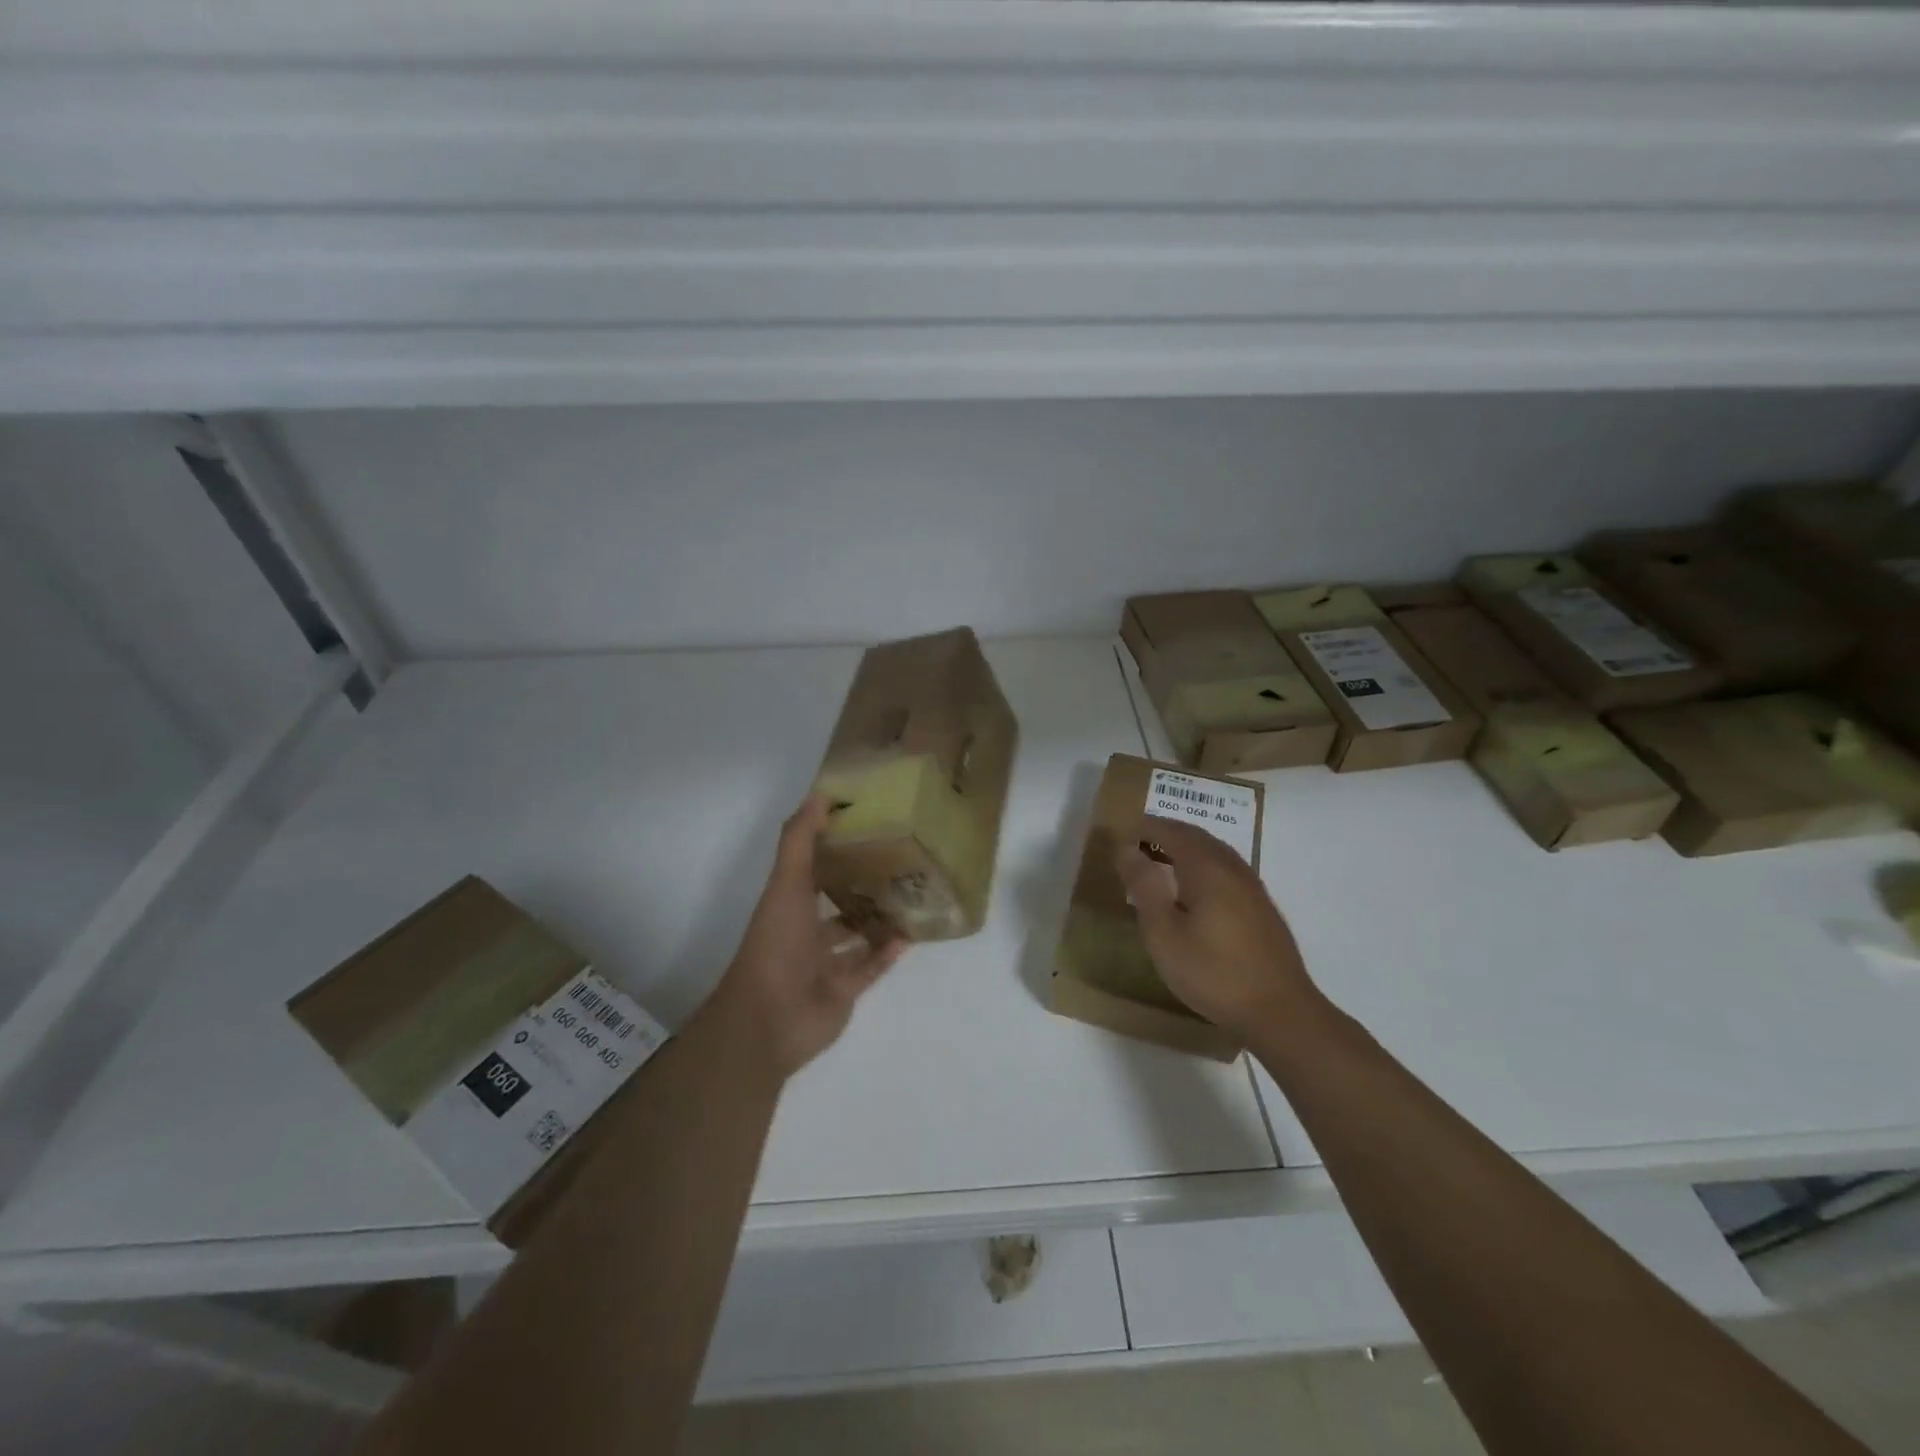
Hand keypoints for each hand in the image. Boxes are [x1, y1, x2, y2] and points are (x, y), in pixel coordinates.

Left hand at [712, 796, 905, 1080]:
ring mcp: (824, 964)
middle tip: (900, 862)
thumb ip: (801, 840)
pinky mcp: (844, 991)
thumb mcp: (786, 883)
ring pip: (856, 937)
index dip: (833, 847)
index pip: (812, 868)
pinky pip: (870, 968)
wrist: (770, 1019)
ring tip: (912, 897)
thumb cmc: (777, 944)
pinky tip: (909, 936)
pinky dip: (887, 954)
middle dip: (862, 886)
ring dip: (878, 921)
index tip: (866, 826)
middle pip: (836, 904)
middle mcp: (804, 932)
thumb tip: (820, 794)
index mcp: (788, 904)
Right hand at [1114, 817, 1323, 1043]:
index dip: (1146, 827)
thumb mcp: (1164, 933)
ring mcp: (1252, 887)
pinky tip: (1195, 890)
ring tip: (1161, 862)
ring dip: (1186, 848)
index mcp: (1206, 868)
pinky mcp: (1262, 907)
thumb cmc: (1213, 972)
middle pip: (1196, 837)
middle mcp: (1232, 868)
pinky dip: (1203, 865)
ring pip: (1214, 852)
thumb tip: (1127, 849)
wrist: (1280, 1011)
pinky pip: (1226, 869)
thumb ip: (1144, 887)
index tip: (1122, 832)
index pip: (1172, 832)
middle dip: (1166, 833)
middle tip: (1138, 842)